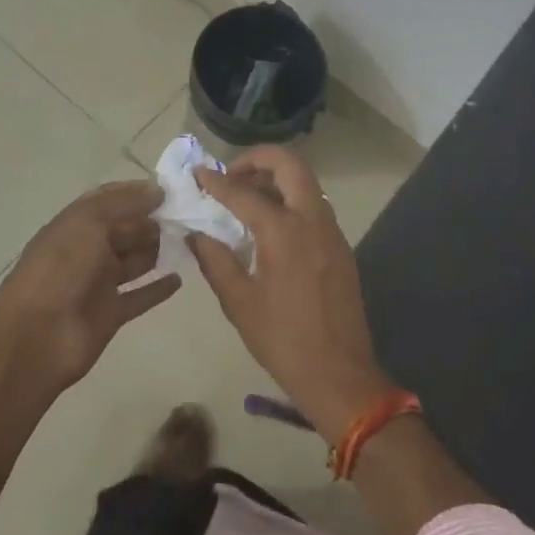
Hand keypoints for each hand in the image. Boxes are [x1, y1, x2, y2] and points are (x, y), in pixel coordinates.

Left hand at [0, 180, 180, 390]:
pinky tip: (179, 279)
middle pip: (125, 230)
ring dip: (157, 250)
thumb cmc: (60, 269)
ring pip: (134, 261)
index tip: (170, 190)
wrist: (35, 336)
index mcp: (76, 224)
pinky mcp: (111, 314)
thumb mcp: (89, 222)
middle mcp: (88, 250)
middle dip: (152, 221)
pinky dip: (158, 289)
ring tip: (190, 240)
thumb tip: (158, 190)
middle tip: (188, 216)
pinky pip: (139, 296)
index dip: (137, 193)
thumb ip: (124, 203)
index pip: (109, 200)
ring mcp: (99, 283)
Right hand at [189, 147, 396, 441]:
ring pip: (306, 182)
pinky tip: (269, 226)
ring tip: (246, 197)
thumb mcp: (238, 301)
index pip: (243, 192)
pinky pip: (314, 206)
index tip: (198, 174)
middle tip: (232, 175)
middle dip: (258, 159)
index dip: (216, 182)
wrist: (340, 375)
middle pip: (290, 164)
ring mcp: (331, 231)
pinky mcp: (340, 247)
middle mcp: (312, 220)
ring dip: (276, 178)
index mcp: (284, 231)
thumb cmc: (283, 340)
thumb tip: (195, 233)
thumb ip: (214, 259)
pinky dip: (290, 199)